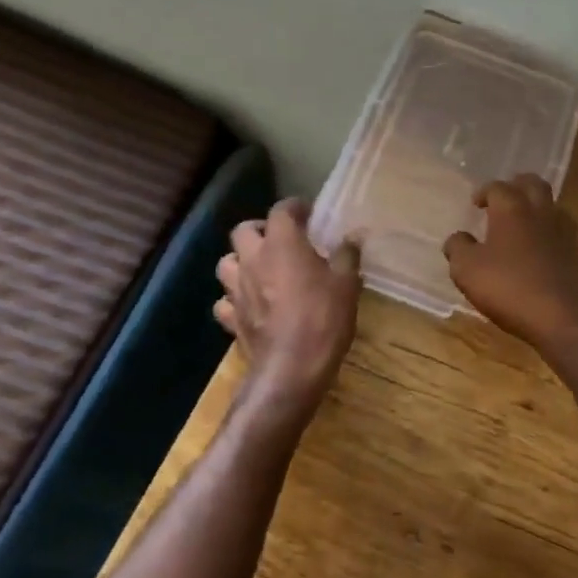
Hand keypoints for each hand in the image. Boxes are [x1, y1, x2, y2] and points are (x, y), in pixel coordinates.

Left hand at [216, 198, 361, 417]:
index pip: (282, 210)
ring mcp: (236, 289)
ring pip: (226, 262)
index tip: (309, 214)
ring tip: (261, 269)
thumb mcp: (347, 284)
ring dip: (241, 261)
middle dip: (261, 230)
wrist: (291, 369)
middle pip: (244, 230)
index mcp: (282, 244)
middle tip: (281, 240)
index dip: (295, 207)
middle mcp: (253, 259)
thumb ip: (347, 255)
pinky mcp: (230, 318)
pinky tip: (249, 305)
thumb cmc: (323, 319)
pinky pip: (225, 301)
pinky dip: (234, 299)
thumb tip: (353, 236)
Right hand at [444, 176, 577, 351]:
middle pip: (533, 184)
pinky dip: (550, 230)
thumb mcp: (467, 270)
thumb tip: (458, 238)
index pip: (498, 187)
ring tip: (524, 221)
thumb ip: (458, 248)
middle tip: (505, 197)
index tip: (476, 203)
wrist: (560, 316)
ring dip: (537, 206)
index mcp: (511, 209)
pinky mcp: (577, 253)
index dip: (484, 192)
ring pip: (552, 204)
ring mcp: (563, 231)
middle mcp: (540, 211)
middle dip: (517, 185)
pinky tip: (541, 246)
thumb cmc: (508, 287)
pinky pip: (563, 230)